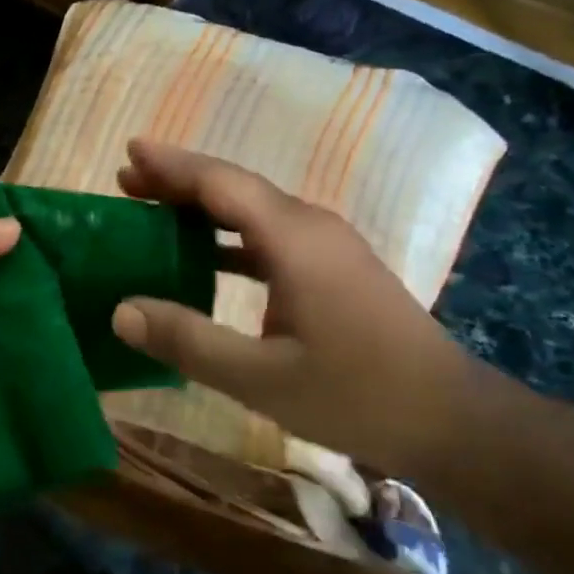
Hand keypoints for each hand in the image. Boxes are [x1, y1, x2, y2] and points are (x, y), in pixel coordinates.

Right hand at [110, 138, 482, 478]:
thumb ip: (188, 340)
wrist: (453, 422)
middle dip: (179, 181)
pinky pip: (270, 236)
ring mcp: (327, 247)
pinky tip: (205, 258)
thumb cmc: (358, 395)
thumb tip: (120, 311)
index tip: (129, 150)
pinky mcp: (335, 270)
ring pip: (253, 210)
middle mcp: (310, 227)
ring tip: (154, 210)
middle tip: (127, 180)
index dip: (172, 165)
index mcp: (293, 238)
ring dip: (203, 207)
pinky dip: (229, 237)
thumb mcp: (261, 379)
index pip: (221, 183)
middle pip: (235, 188)